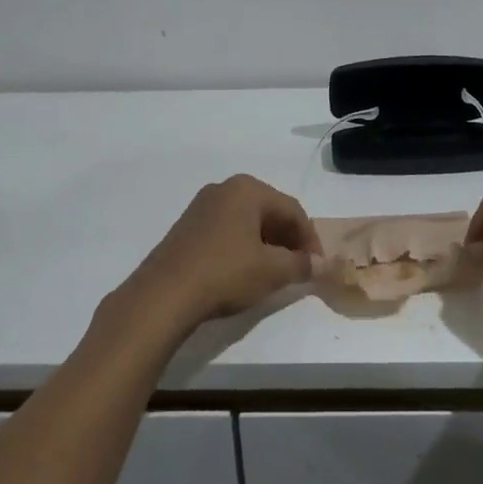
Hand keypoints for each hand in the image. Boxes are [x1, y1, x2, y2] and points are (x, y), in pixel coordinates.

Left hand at [103, 176, 320, 347]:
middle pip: (269, 212)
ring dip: (266, 244)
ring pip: (247, 222)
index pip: (293, 210)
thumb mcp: (272, 271)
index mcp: (248, 189)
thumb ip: (301, 264)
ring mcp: (201, 207)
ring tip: (274, 273)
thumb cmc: (225, 272)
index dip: (310, 239)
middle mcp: (224, 189)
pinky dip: (243, 247)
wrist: (164, 294)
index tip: (317, 265)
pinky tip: (245, 272)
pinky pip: (226, 231)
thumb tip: (319, 264)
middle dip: (288, 240)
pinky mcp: (186, 228)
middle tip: (299, 268)